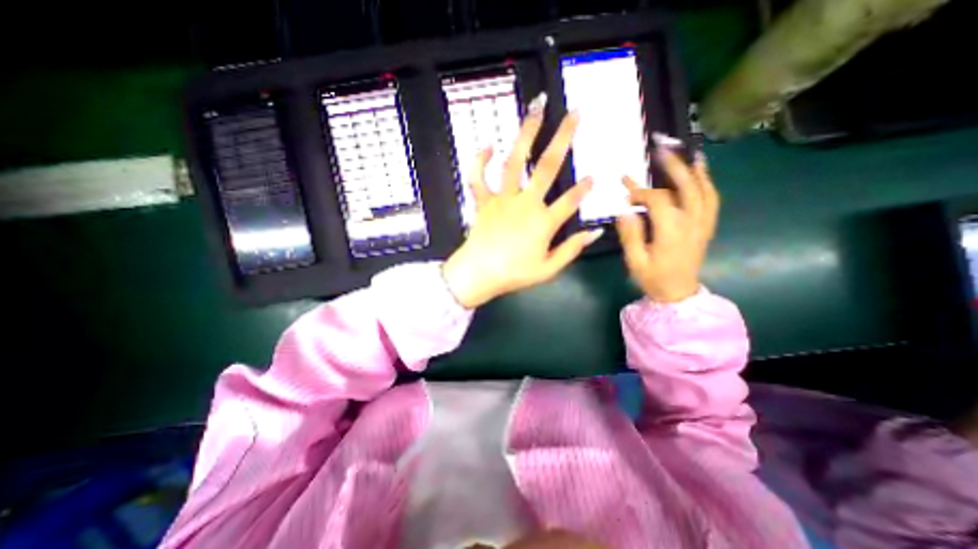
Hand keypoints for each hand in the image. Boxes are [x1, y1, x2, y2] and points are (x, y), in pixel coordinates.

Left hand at [444, 103, 604, 308]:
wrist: (479, 274)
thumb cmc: (514, 274)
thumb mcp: (548, 269)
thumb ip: (572, 250)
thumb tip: (595, 233)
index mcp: (543, 222)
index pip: (570, 200)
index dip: (583, 189)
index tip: (593, 177)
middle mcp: (525, 203)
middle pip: (547, 167)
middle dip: (563, 138)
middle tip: (574, 113)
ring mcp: (502, 199)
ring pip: (514, 162)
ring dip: (525, 134)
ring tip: (535, 109)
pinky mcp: (484, 201)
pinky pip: (479, 177)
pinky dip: (481, 160)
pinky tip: (489, 144)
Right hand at [612, 146, 719, 301]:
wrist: (678, 292)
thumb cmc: (653, 278)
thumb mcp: (635, 260)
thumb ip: (630, 234)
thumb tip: (625, 210)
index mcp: (671, 230)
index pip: (657, 200)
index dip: (640, 190)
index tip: (624, 186)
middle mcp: (691, 222)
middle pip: (686, 187)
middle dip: (673, 166)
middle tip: (661, 148)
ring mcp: (703, 223)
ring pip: (703, 189)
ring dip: (694, 169)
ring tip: (686, 152)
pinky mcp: (706, 226)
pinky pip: (711, 199)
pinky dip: (707, 182)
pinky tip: (701, 171)